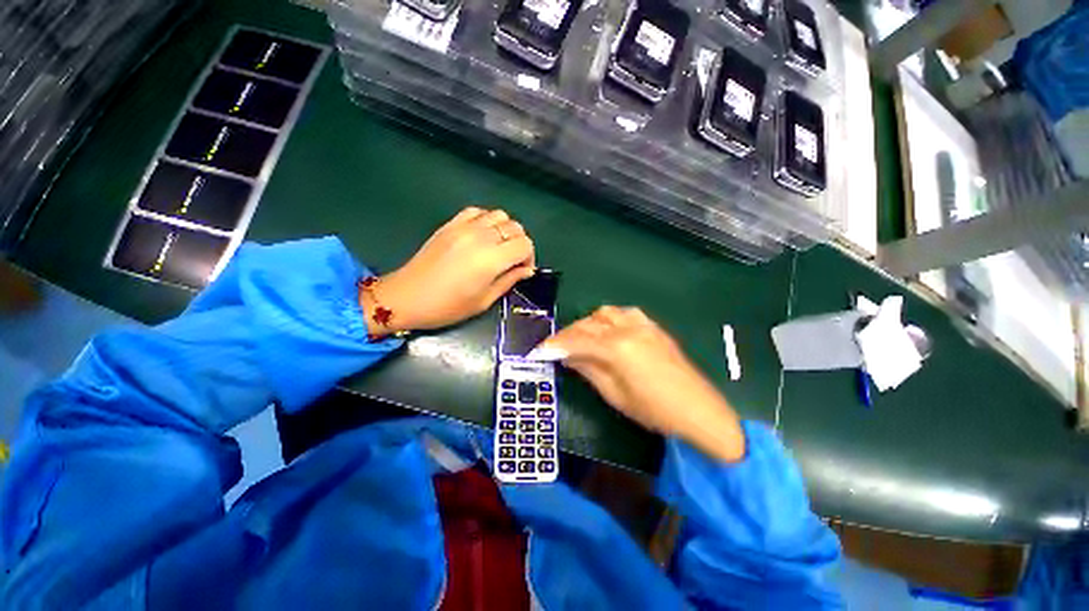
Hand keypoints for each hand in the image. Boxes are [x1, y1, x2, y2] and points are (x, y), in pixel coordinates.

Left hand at [361, 207, 535, 335]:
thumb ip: (509, 280)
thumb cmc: (448, 306)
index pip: (525, 245)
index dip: (529, 257)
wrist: (407, 297)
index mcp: (491, 259)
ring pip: (500, 215)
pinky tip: (482, 235)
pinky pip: (477, 211)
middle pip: (515, 227)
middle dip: (520, 244)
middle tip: (513, 261)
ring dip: (505, 230)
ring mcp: (464, 227)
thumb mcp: (484, 300)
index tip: (522, 270)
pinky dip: (486, 220)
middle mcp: (481, 237)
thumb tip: (526, 270)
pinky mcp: (450, 224)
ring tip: (499, 247)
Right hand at [535, 307, 745, 461]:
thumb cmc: (654, 411)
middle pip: (589, 323)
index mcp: (617, 347)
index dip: (556, 344)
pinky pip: (625, 313)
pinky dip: (609, 319)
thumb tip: (567, 356)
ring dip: (589, 323)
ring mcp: (643, 325)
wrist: (700, 411)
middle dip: (569, 333)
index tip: (540, 349)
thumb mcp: (615, 395)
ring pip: (606, 313)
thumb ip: (589, 370)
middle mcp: (628, 328)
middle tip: (558, 347)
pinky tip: (609, 332)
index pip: (577, 340)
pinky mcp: (653, 327)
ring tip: (582, 339)